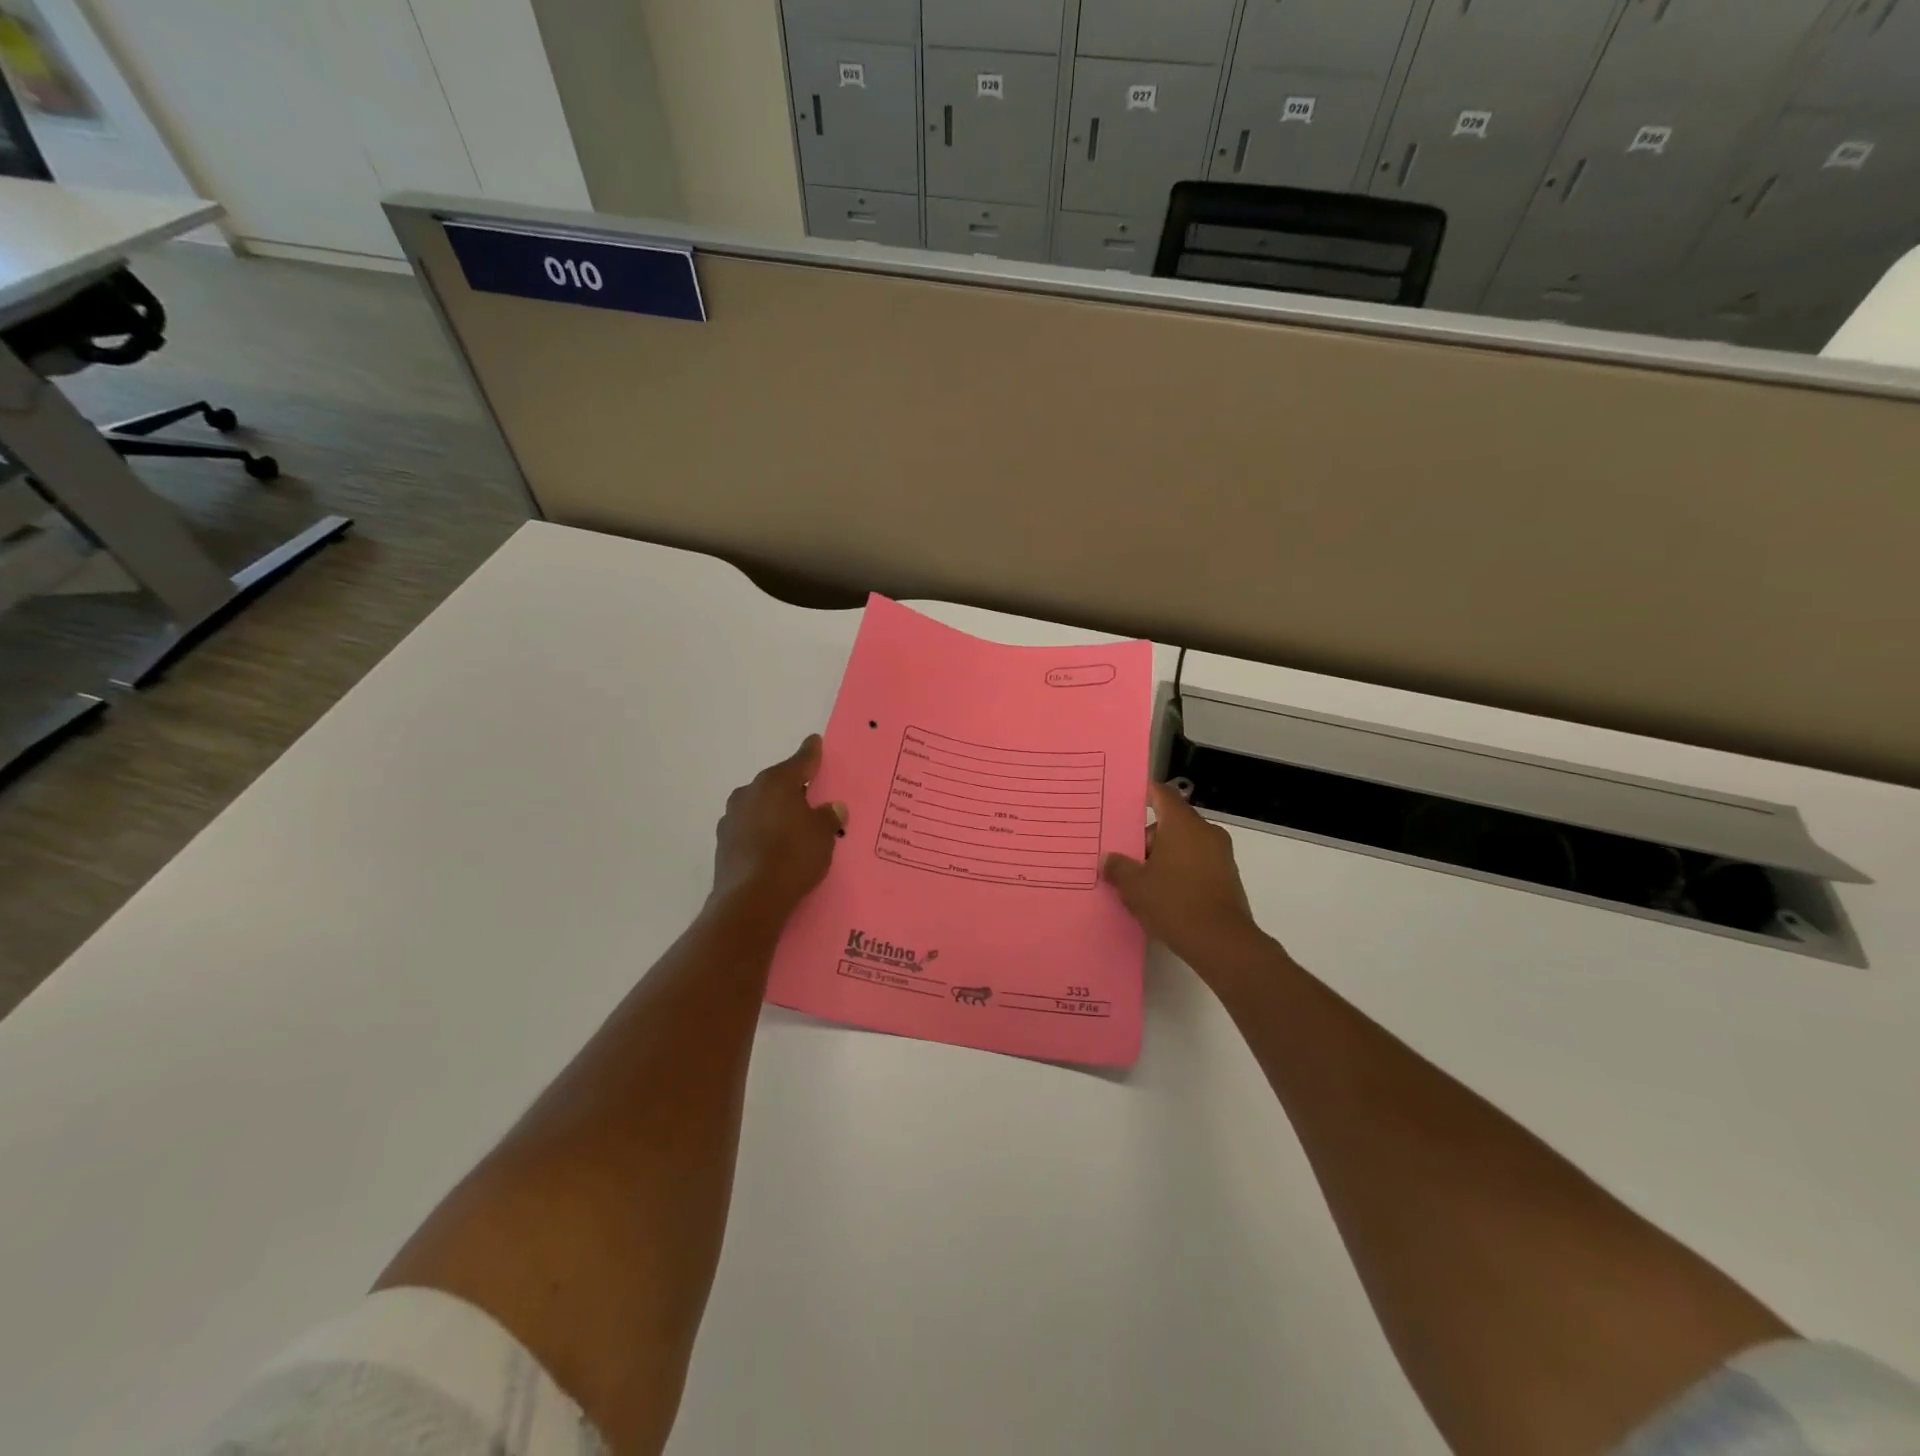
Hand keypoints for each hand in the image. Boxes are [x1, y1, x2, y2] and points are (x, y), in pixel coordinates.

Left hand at [710, 736, 847, 920]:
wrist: (751, 899)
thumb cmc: (793, 856)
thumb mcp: (823, 835)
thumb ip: (828, 817)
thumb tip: (833, 808)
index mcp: (776, 782)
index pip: (800, 761)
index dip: (811, 753)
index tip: (814, 742)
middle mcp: (750, 793)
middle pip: (777, 785)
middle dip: (792, 790)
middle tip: (811, 798)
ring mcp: (731, 818)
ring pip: (760, 807)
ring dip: (774, 813)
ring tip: (793, 829)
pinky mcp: (723, 844)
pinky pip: (750, 830)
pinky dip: (762, 834)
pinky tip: (774, 849)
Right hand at [1103, 783, 1270, 973]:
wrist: (1222, 943)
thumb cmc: (1174, 903)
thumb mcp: (1134, 886)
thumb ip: (1118, 867)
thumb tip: (1108, 859)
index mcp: (1182, 824)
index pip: (1162, 794)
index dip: (1143, 794)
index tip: (1125, 802)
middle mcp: (1206, 832)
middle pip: (1171, 823)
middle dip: (1147, 838)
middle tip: (1124, 858)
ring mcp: (1221, 855)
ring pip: (1184, 845)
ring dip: (1163, 857)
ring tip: (1140, 882)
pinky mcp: (1228, 878)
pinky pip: (1197, 864)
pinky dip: (1180, 872)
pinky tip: (1163, 896)